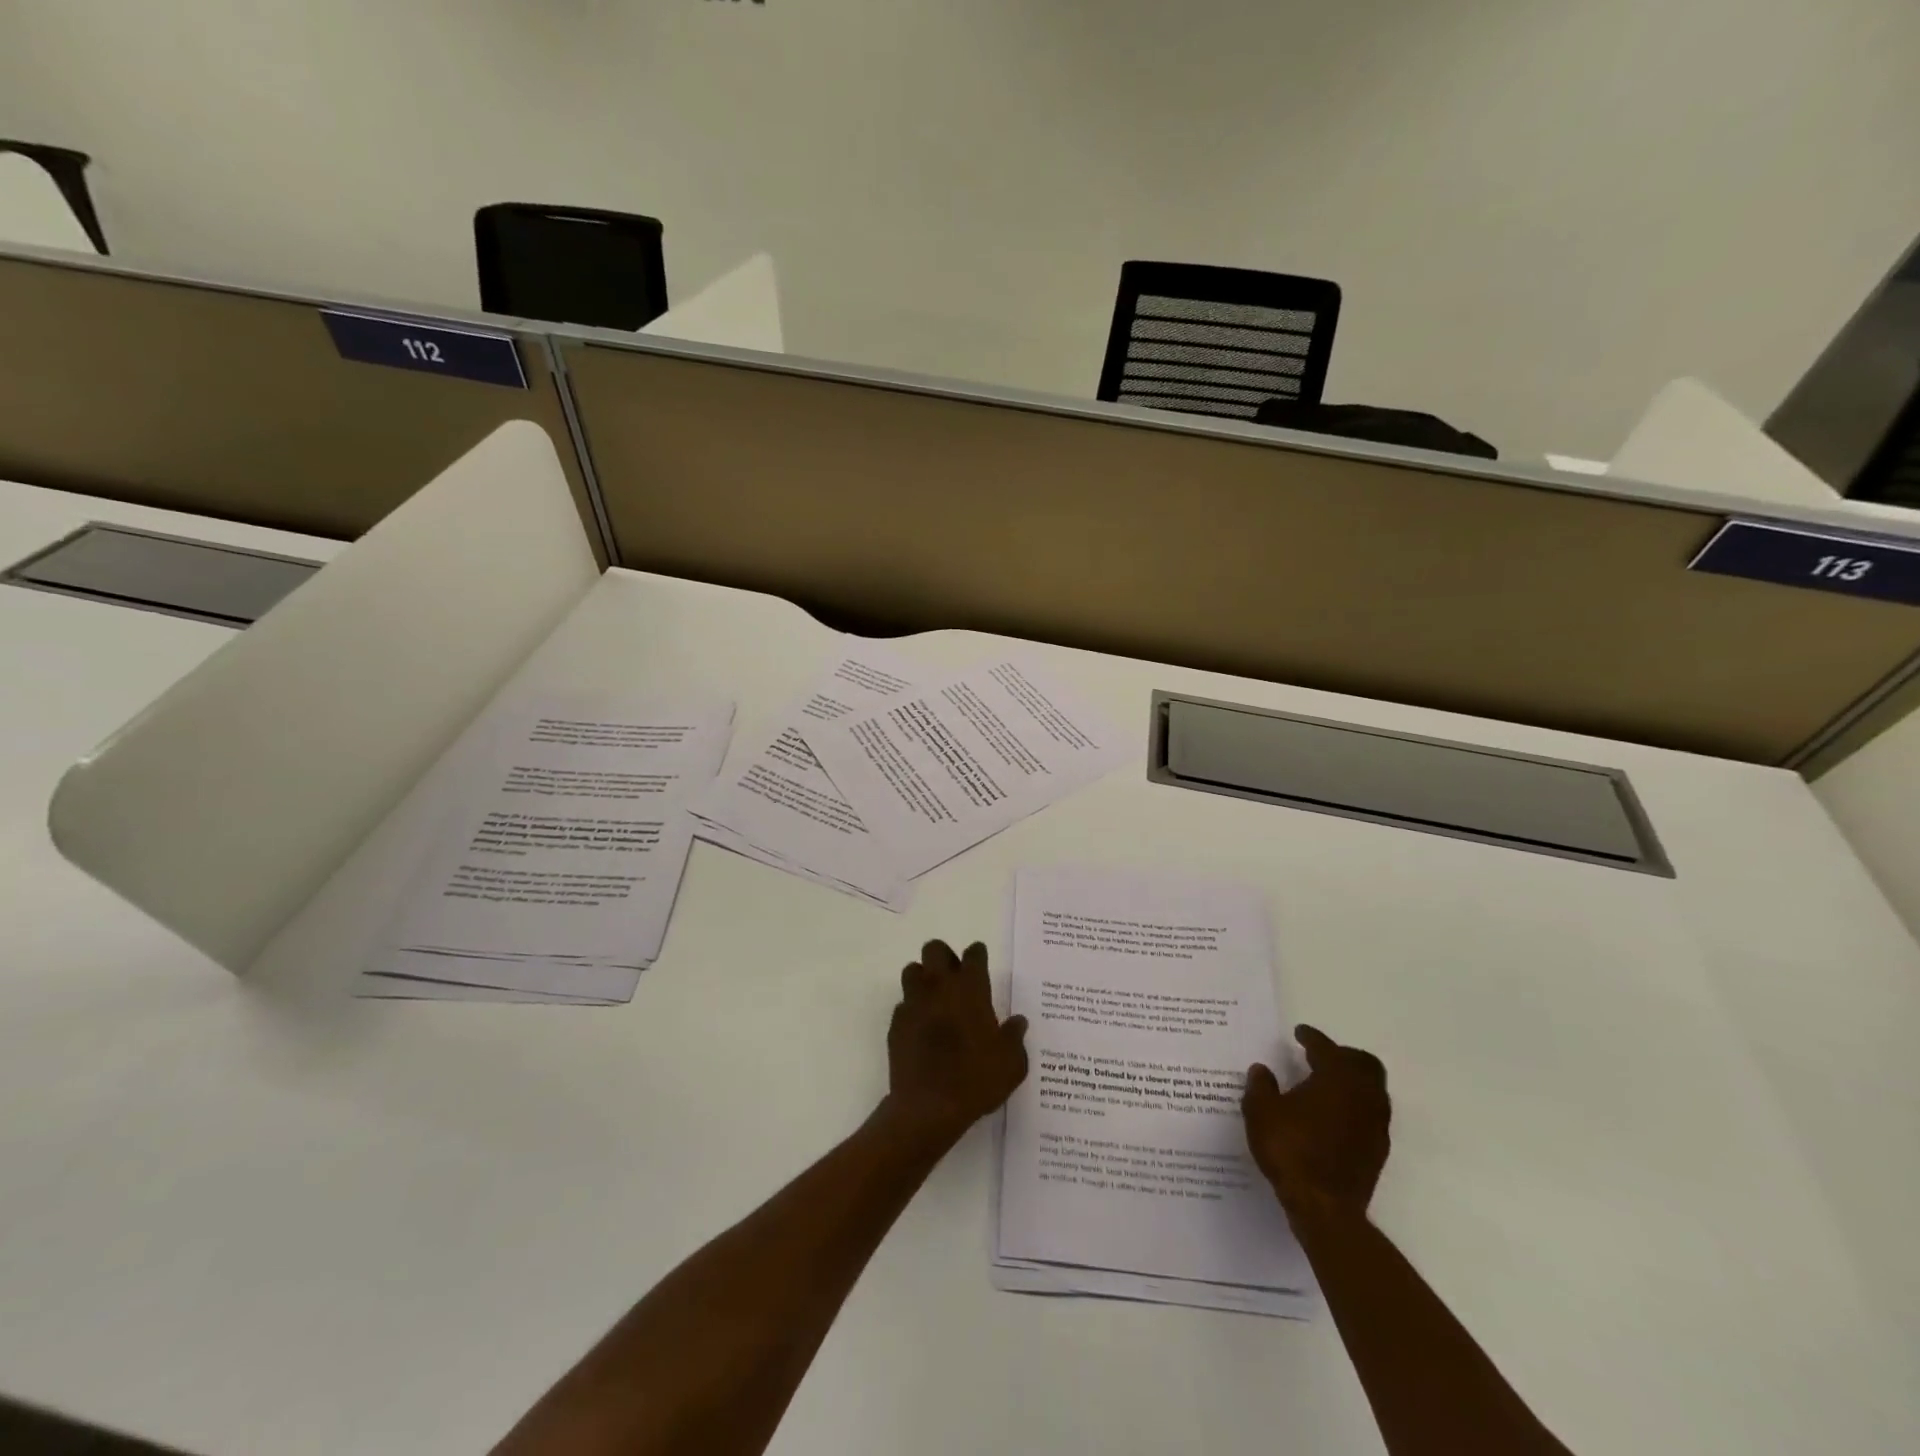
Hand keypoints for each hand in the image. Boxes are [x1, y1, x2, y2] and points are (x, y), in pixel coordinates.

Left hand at [881, 940, 1028, 1151]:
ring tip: (935, 999)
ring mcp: (914, 1003)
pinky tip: (921, 1028)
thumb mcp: (1011, 1063)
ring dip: (923, 978)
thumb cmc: (976, 1080)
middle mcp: (939, 986)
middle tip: (955, 977)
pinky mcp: (896, 1023)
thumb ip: (1015, 1037)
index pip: (974, 954)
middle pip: (935, 949)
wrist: (928, 1107)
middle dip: (944, 957)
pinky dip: (912, 1009)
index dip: (978, 955)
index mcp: (971, 989)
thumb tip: (1018, 1022)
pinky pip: (903, 1004)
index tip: (980, 963)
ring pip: (912, 970)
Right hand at [1243, 1025, 1389, 1221]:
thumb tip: (1262, 1070)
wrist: (1324, 1208)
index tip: (1300, 1033)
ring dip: (1353, 1081)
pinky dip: (1355, 1106)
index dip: (1312, 1037)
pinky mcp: (1377, 1151)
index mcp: (1335, 1078)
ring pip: (1372, 1090)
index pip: (1326, 1048)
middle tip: (1320, 1056)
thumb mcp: (1261, 1112)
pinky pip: (1371, 1115)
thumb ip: (1261, 1086)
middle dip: (1343, 1055)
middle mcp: (1362, 1096)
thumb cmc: (1290, 1150)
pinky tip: (1333, 1116)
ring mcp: (1375, 1125)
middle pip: (1364, 1064)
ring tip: (1327, 1085)